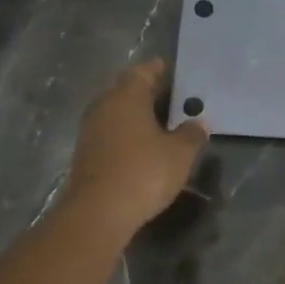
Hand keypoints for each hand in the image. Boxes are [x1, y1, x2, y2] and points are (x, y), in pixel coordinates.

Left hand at [61, 60, 208, 233]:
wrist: (97, 214)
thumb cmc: (143, 172)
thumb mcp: (180, 154)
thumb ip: (191, 134)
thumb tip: (198, 123)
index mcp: (126, 96)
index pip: (143, 72)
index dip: (158, 70)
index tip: (171, 70)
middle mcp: (104, 106)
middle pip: (126, 89)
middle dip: (146, 91)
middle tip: (170, 96)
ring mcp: (90, 130)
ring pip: (116, 111)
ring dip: (135, 113)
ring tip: (159, 121)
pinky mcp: (86, 154)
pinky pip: (110, 132)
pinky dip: (126, 132)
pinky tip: (141, 144)